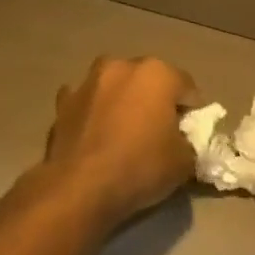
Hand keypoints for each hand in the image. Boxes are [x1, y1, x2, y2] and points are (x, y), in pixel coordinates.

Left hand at [44, 57, 197, 229]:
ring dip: (122, 101)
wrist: (80, 187)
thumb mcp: (185, 162)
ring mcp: (87, 82)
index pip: (187, 88)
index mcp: (157, 73)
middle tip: (158, 133)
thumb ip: (189, 142)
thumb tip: (181, 140)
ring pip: (115, 87)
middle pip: (148, 81)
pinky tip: (96, 136)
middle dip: (155, 101)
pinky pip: (87, 103)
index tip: (188, 136)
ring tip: (124, 133)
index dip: (192, 113)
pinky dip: (93, 113)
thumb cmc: (141, 167)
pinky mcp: (62, 102)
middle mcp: (121, 66)